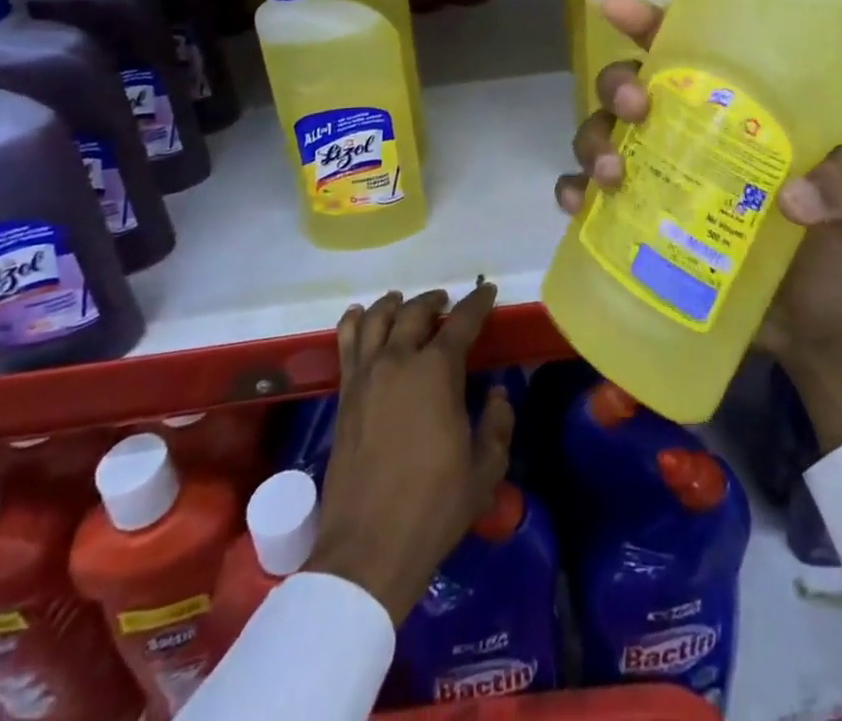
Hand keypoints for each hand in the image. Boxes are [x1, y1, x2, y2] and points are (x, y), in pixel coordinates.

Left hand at [304, 285, 514, 623]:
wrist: (368, 550)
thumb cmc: (434, 507)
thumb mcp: (484, 470)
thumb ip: (497, 424)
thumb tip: (497, 394)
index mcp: (436, 372)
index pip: (461, 322)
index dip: (477, 303)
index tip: (487, 291)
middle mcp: (398, 361)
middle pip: (414, 312)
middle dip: (434, 300)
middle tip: (446, 301)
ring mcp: (365, 377)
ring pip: (374, 319)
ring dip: (393, 304)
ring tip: (403, 302)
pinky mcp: (343, 396)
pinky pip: (346, 343)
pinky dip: (354, 322)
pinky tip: (359, 316)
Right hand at [555, 0, 841, 450]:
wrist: (822, 333)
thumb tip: (791, 197)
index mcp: (744, 112)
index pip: (694, 51)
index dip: (653, 22)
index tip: (620, 8)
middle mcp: (692, 134)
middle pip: (633, 85)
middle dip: (619, 83)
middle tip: (637, 106)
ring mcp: (662, 180)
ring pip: (603, 134)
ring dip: (593, 140)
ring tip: (610, 174)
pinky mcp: (640, 228)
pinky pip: (590, 200)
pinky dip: (574, 194)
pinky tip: (579, 207)